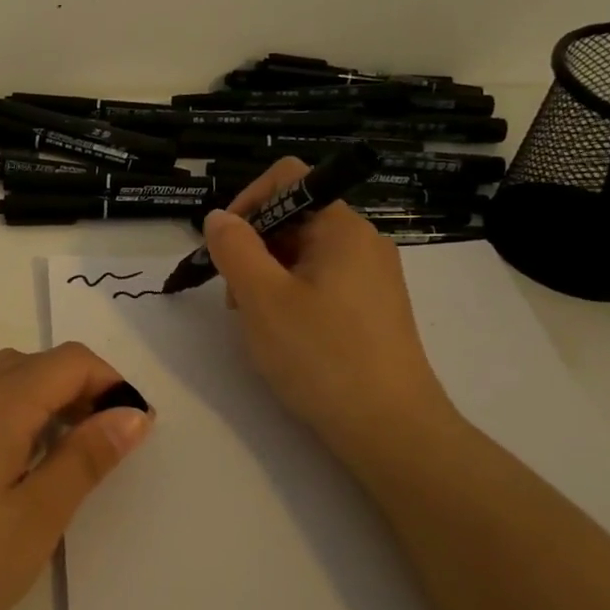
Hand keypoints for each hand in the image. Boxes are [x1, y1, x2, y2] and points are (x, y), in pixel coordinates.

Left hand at [0, 344, 152, 609]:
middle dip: (76, 390)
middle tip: (95, 445)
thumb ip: (86, 459)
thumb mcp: (35, 521)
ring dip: (35, 398)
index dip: (110, 382)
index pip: (70, 360)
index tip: (131, 425)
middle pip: (34, 363)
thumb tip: (132, 414)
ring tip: (48, 455)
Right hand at [201, 158, 457, 462]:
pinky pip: (321, 282)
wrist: (391, 430)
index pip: (289, 179)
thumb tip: (219, 217)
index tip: (223, 246)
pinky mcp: (373, 309)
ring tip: (256, 323)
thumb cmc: (322, 356)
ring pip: (303, 254)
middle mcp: (363, 242)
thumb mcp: (262, 298)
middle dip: (253, 248)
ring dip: (267, 276)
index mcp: (342, 227)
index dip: (247, 200)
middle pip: (294, 218)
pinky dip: (291, 297)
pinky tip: (283, 336)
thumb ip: (234, 248)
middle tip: (234, 298)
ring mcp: (372, 277)